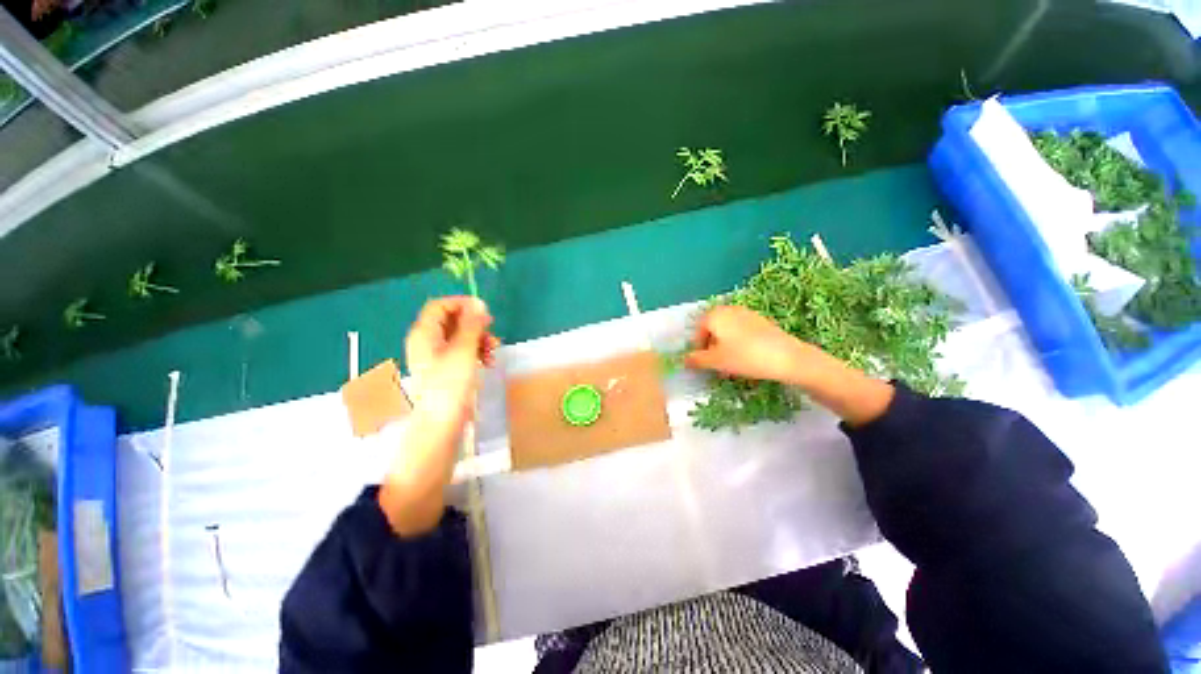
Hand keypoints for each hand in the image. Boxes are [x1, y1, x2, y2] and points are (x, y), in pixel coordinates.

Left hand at [404, 296, 498, 433]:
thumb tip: (479, 304)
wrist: (443, 422)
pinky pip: (463, 351)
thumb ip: (471, 325)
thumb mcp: (464, 351)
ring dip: (479, 338)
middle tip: (492, 331)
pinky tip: (488, 360)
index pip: (440, 306)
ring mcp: (437, 356)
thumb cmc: (450, 384)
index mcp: (424, 334)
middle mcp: (428, 342)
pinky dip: (476, 351)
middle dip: (475, 325)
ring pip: (460, 336)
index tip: (484, 310)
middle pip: (452, 321)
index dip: (461, 304)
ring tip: (493, 349)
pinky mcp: (447, 369)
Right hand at [685, 305, 894, 425]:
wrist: (787, 358)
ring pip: (727, 330)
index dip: (698, 347)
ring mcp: (747, 313)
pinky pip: (742, 331)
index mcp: (715, 315)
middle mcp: (729, 309)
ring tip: (731, 363)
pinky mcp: (761, 321)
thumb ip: (696, 360)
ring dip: (724, 345)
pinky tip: (746, 357)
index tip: (703, 363)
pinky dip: (738, 342)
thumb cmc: (745, 357)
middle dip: (711, 346)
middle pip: (713, 328)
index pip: (698, 330)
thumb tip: (684, 360)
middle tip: (716, 364)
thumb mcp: (716, 361)